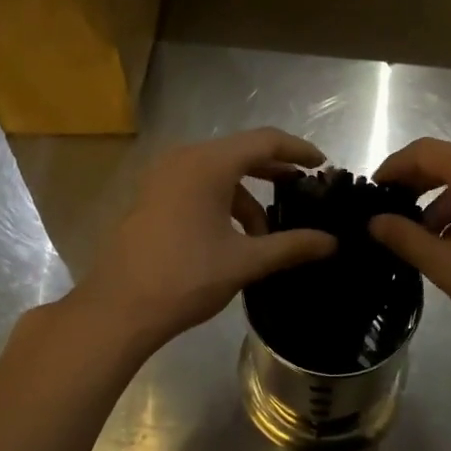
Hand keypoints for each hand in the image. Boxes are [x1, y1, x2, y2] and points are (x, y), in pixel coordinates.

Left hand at [72, 128, 336, 351]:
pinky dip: (222, 203)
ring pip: (218, 173)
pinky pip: (197, 185)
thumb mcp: (245, 261)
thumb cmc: (186, 277)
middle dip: (274, 174)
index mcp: (207, 164)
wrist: (118, 309)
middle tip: (304, 194)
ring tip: (267, 235)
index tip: (323, 166)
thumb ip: (292, 246)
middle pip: (240, 153)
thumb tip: (332, 242)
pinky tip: (234, 238)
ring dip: (247, 197)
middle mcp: (183, 159)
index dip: (298, 150)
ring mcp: (162, 177)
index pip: (265, 141)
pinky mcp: (151, 196)